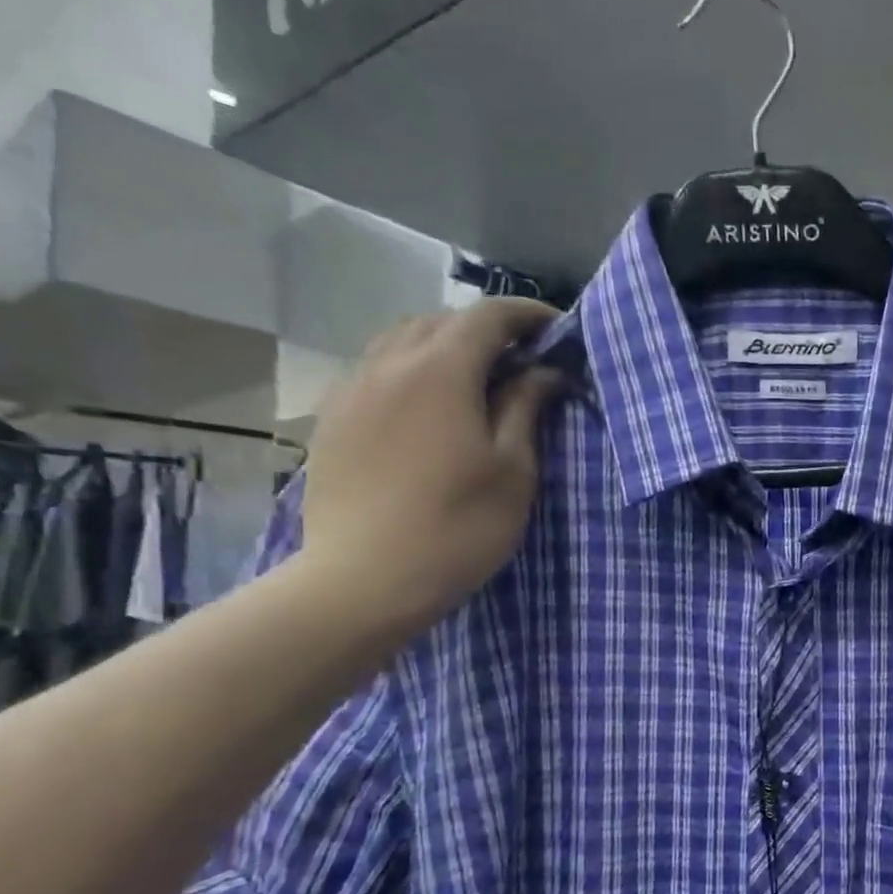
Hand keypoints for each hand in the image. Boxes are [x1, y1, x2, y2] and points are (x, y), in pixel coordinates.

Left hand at [300, 299, 565, 634]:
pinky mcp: (333, 417)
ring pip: (402, 340)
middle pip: (443, 321)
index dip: (528, 315)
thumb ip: (526, 409)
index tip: (559, 330)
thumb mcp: (512, 470)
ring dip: (446, 346)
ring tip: (477, 378)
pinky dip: (412, 369)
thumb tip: (544, 372)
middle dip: (488, 330)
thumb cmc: (459, 526)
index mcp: (441, 371)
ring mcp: (353, 389)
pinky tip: (428, 406)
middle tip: (524, 360)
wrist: (366, 579)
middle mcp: (390, 364)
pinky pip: (377, 369)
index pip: (489, 316)